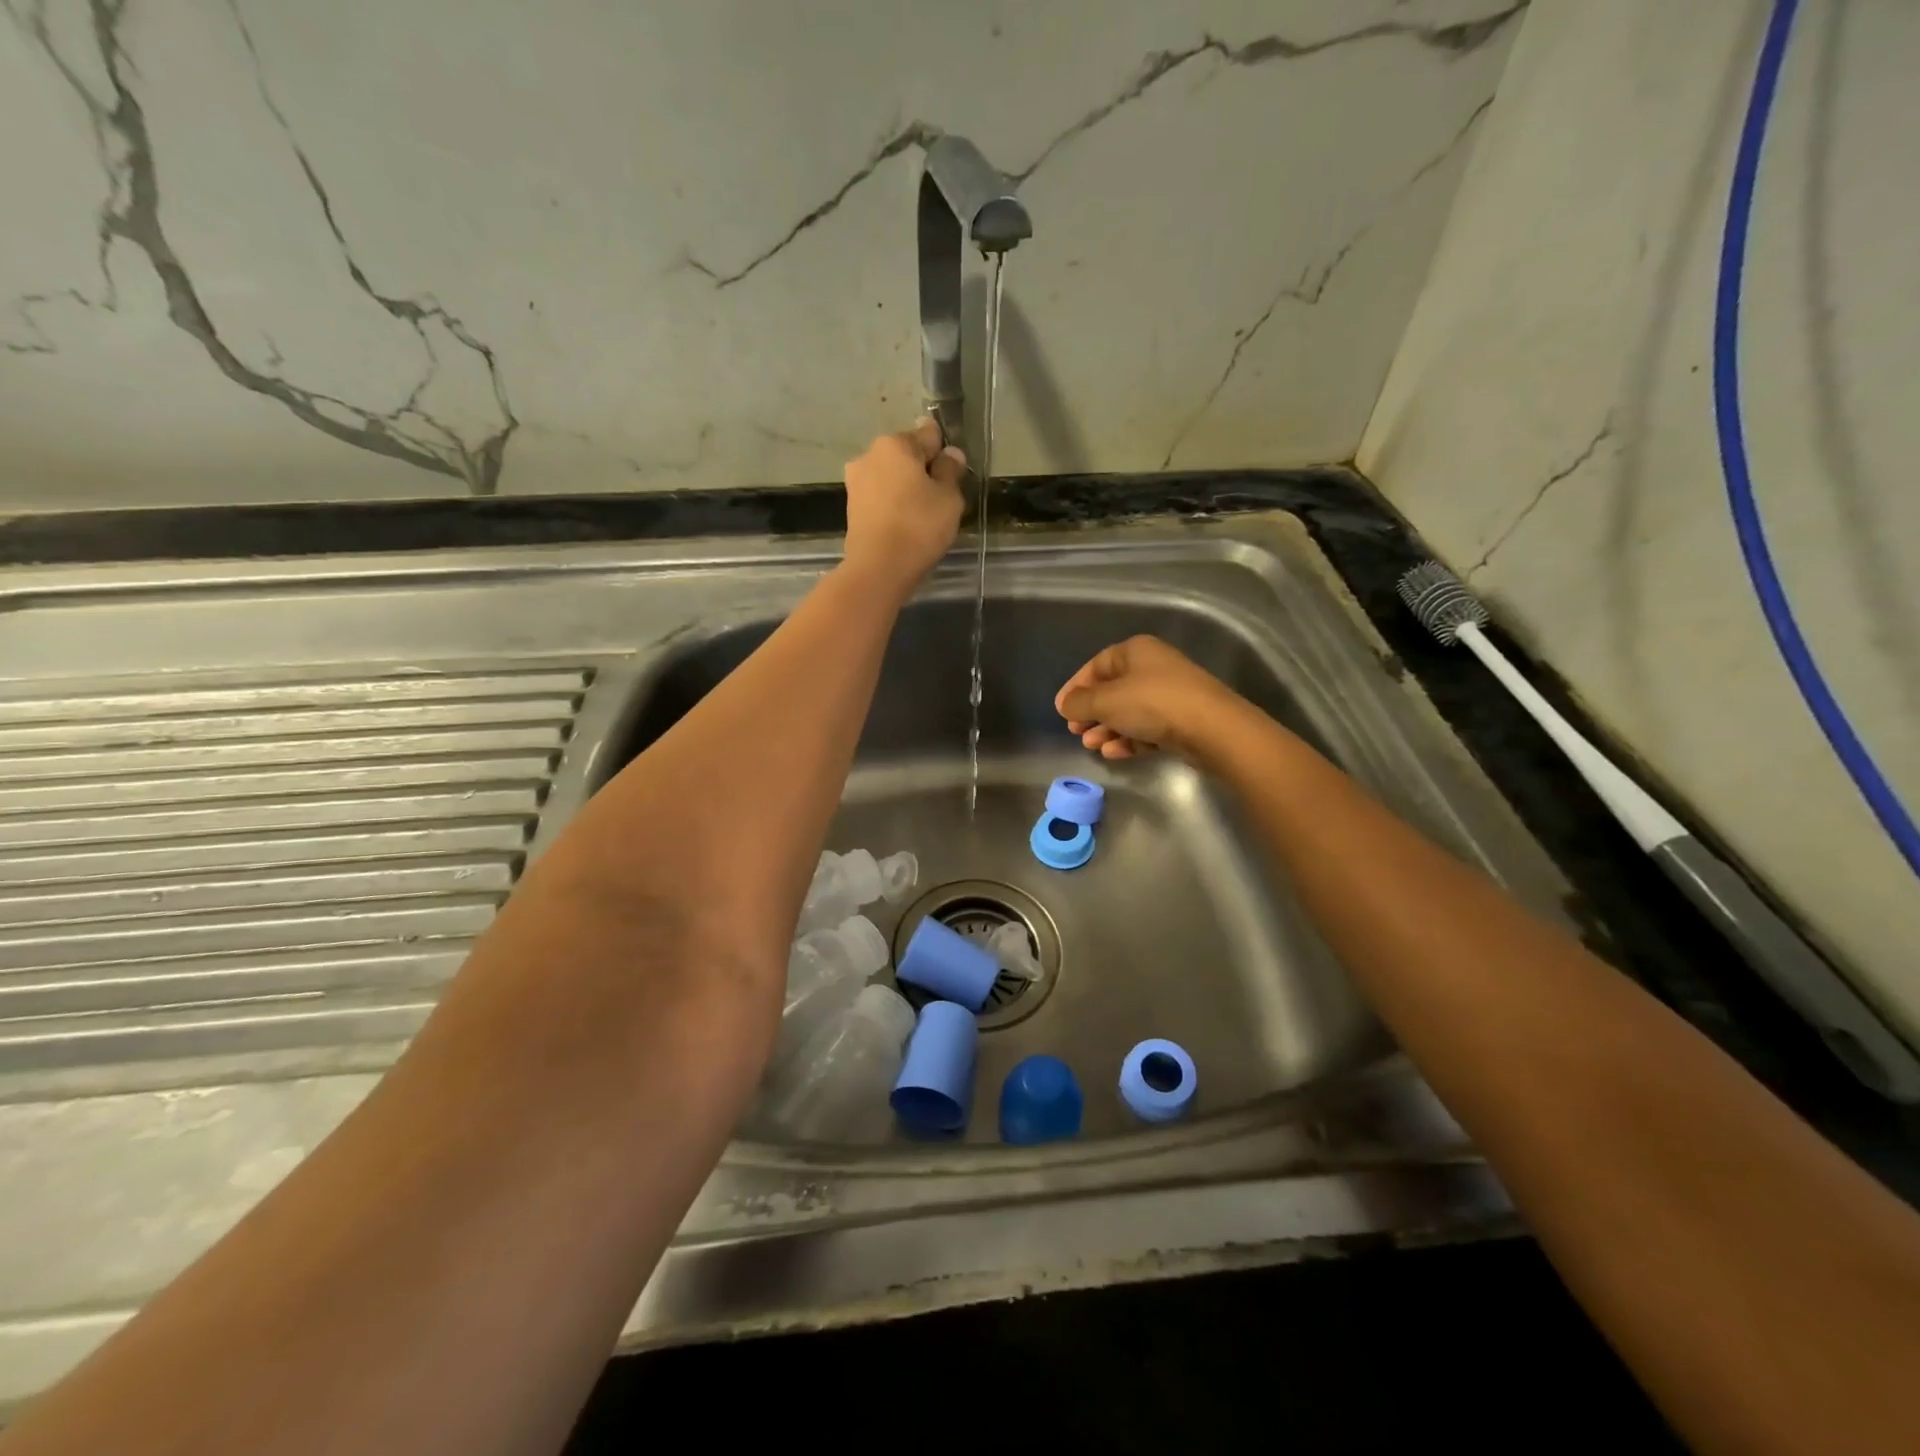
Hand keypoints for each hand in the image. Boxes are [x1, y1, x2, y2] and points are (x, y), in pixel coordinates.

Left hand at [842, 418, 966, 591]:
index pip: (929, 435)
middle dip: (922, 470)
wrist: (878, 567)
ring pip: (891, 476)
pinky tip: (903, 524)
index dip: (944, 454)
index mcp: (895, 443)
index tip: (952, 476)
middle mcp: (870, 454)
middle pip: (906, 455)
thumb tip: (950, 454)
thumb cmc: (919, 526)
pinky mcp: (851, 506)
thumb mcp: (949, 498)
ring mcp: (856, 481)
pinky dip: (892, 504)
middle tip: (938, 499)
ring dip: (906, 488)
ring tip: (921, 516)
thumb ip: (950, 471)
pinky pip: (880, 496)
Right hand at [1054, 636, 1240, 758]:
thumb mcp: (1106, 701)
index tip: (1061, 710)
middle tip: (1076, 731)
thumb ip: (1079, 703)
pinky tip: (1114, 753)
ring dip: (1107, 729)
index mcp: (1135, 651)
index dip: (1075, 687)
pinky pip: (1147, 728)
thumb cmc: (1152, 703)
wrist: (1212, 728)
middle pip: (1113, 690)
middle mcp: (1153, 667)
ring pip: (1129, 711)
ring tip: (1092, 746)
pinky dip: (1129, 739)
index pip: (1096, 666)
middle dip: (1092, 712)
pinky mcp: (1181, 720)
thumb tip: (1065, 704)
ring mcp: (1170, 694)